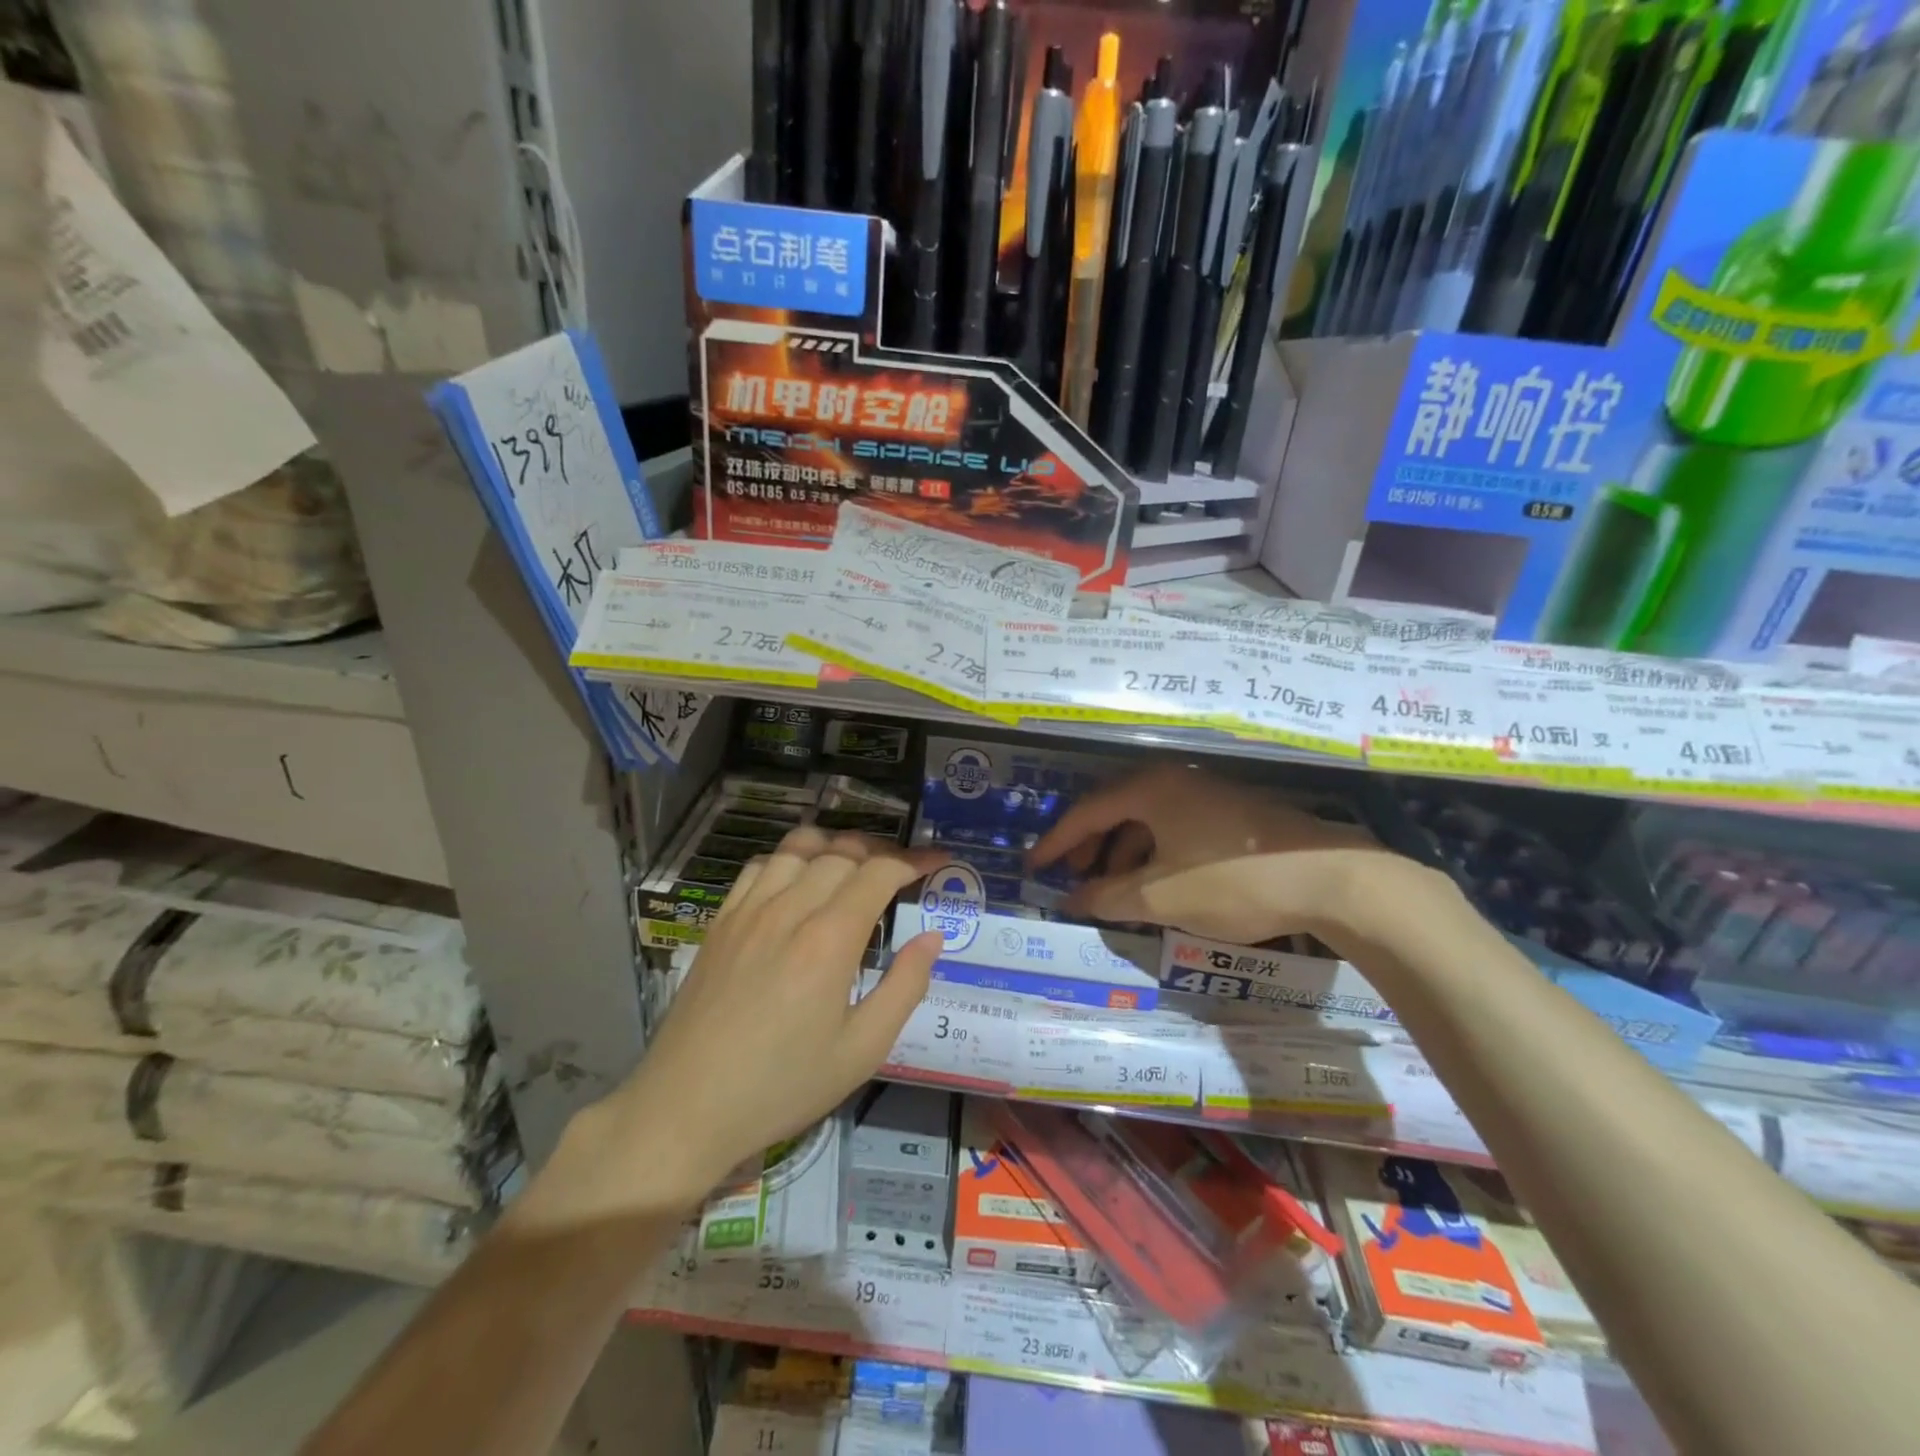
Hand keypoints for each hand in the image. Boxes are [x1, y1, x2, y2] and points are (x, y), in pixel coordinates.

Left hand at [588, 828, 944, 1208]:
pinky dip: (789, 857)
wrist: (686, 1108)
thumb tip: (931, 938)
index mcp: (829, 940)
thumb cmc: (783, 1086)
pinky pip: (760, 865)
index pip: (879, 872)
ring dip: (835, 846)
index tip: (938, 860)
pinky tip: (797, 879)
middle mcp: (789, 909)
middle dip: (881, 851)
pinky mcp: (721, 920)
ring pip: (799, 847)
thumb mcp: (861, 1051)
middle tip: (902, 870)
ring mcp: (749, 910)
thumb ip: (904, 987)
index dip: (914, 859)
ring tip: (854, 865)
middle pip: (842, 852)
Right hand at [1027, 763, 1413, 945]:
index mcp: (1150, 788)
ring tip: (1115, 889)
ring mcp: (1207, 793)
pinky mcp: (1232, 812)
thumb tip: (1073, 900)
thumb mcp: (1161, 895)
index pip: (1087, 812)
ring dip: (1123, 853)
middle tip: (1075, 879)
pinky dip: (1155, 853)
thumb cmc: (1233, 880)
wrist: (1331, 877)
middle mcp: (1175, 780)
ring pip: (1147, 820)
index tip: (1033, 867)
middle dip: (1090, 847)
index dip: (1057, 842)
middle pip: (1116, 810)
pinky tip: (1159, 883)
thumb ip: (1108, 897)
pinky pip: (1175, 827)